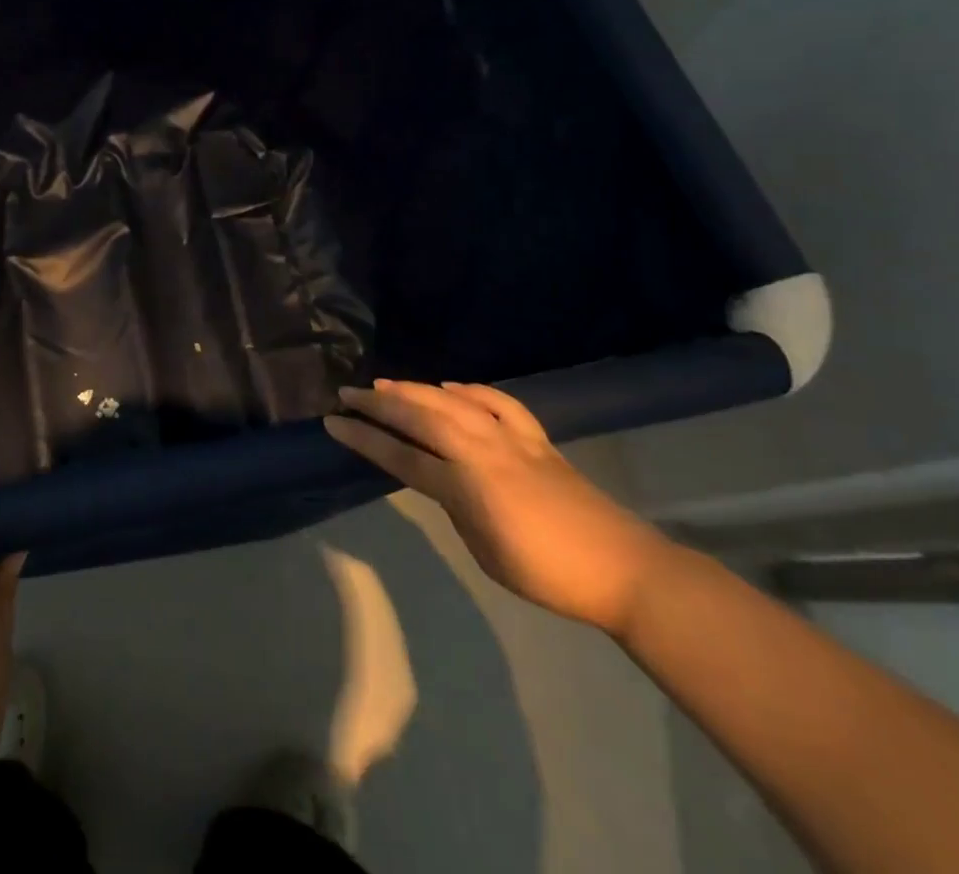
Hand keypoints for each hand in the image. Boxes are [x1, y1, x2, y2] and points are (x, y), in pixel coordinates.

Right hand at [326, 379, 675, 635]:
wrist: (624, 569)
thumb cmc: (549, 574)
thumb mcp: (485, 551)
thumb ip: (456, 506)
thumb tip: (440, 479)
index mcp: (466, 487)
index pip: (401, 456)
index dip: (364, 438)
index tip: (333, 423)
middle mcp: (482, 452)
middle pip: (421, 417)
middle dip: (379, 403)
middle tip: (348, 393)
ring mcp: (511, 439)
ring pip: (452, 401)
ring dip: (415, 389)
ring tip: (386, 385)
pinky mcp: (535, 438)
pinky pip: (497, 402)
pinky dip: (470, 390)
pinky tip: (452, 387)